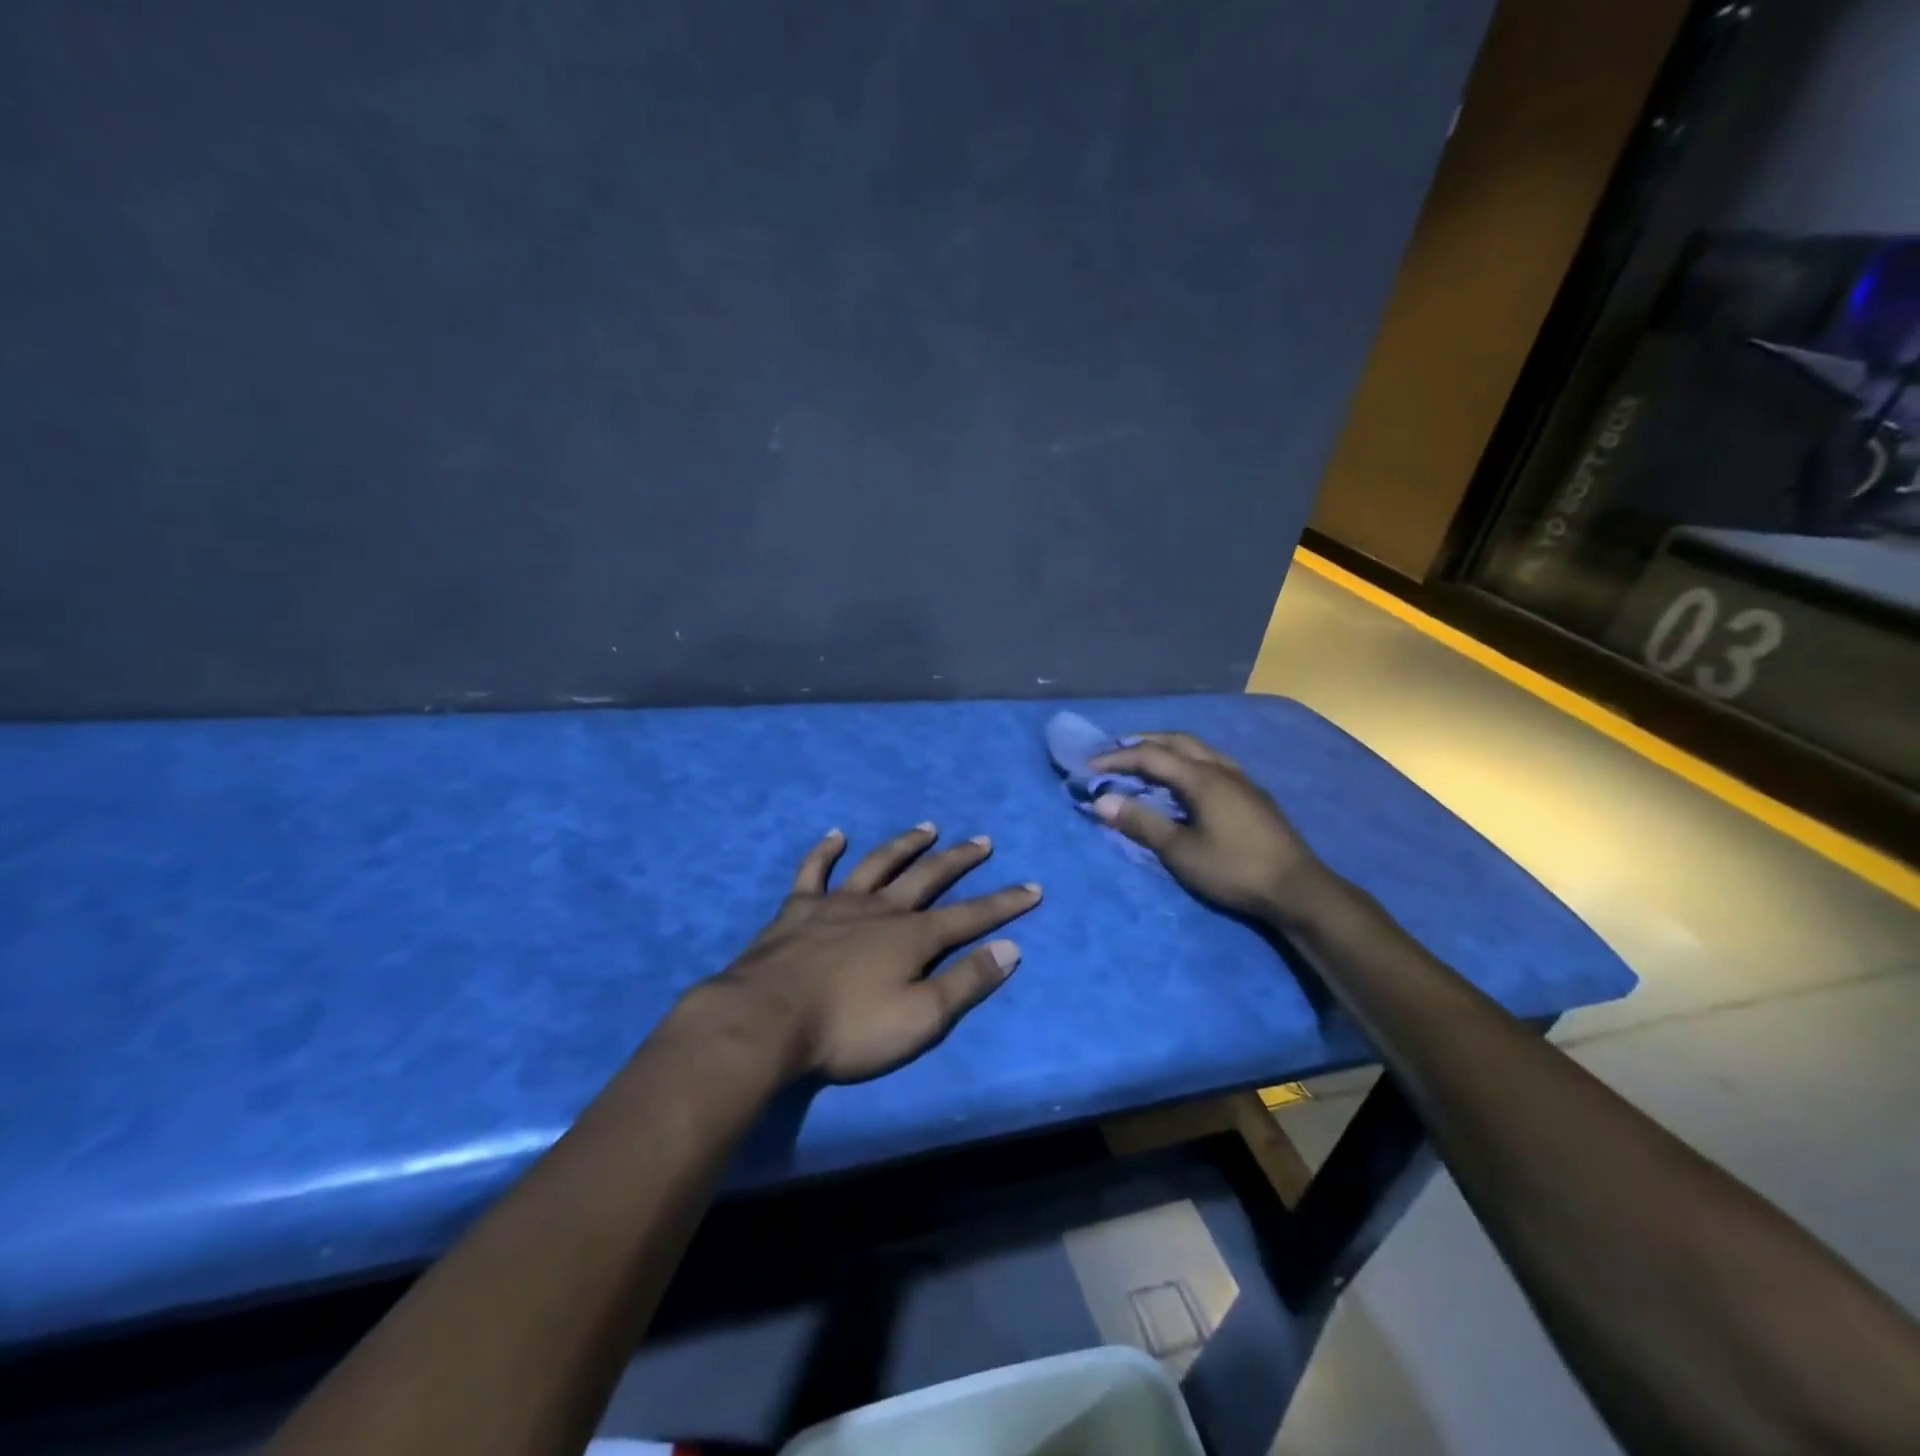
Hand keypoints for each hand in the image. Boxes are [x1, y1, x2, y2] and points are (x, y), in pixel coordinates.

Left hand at [703, 824, 1041, 1083]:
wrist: (767, 1020)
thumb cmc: (848, 1028)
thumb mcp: (920, 1018)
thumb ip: (966, 982)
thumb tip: (1011, 948)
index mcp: (913, 937)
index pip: (970, 916)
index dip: (1004, 903)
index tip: (1032, 887)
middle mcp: (882, 909)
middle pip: (928, 876)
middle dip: (959, 859)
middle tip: (982, 841)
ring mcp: (837, 903)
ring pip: (878, 864)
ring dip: (905, 844)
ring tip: (927, 827)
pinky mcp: (798, 908)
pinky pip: (813, 871)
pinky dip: (825, 851)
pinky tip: (836, 835)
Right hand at [1090, 733, 1326, 926]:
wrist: (1297, 889)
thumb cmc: (1234, 869)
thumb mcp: (1180, 851)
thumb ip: (1141, 823)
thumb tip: (1102, 800)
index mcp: (1202, 778)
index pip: (1150, 755)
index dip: (1116, 758)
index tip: (1088, 768)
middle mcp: (1222, 768)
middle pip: (1176, 741)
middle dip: (1141, 743)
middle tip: (1114, 756)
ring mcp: (1241, 779)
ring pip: (1198, 749)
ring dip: (1166, 750)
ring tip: (1144, 764)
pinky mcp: (1252, 794)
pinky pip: (1211, 762)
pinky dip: (1186, 761)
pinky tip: (1183, 782)